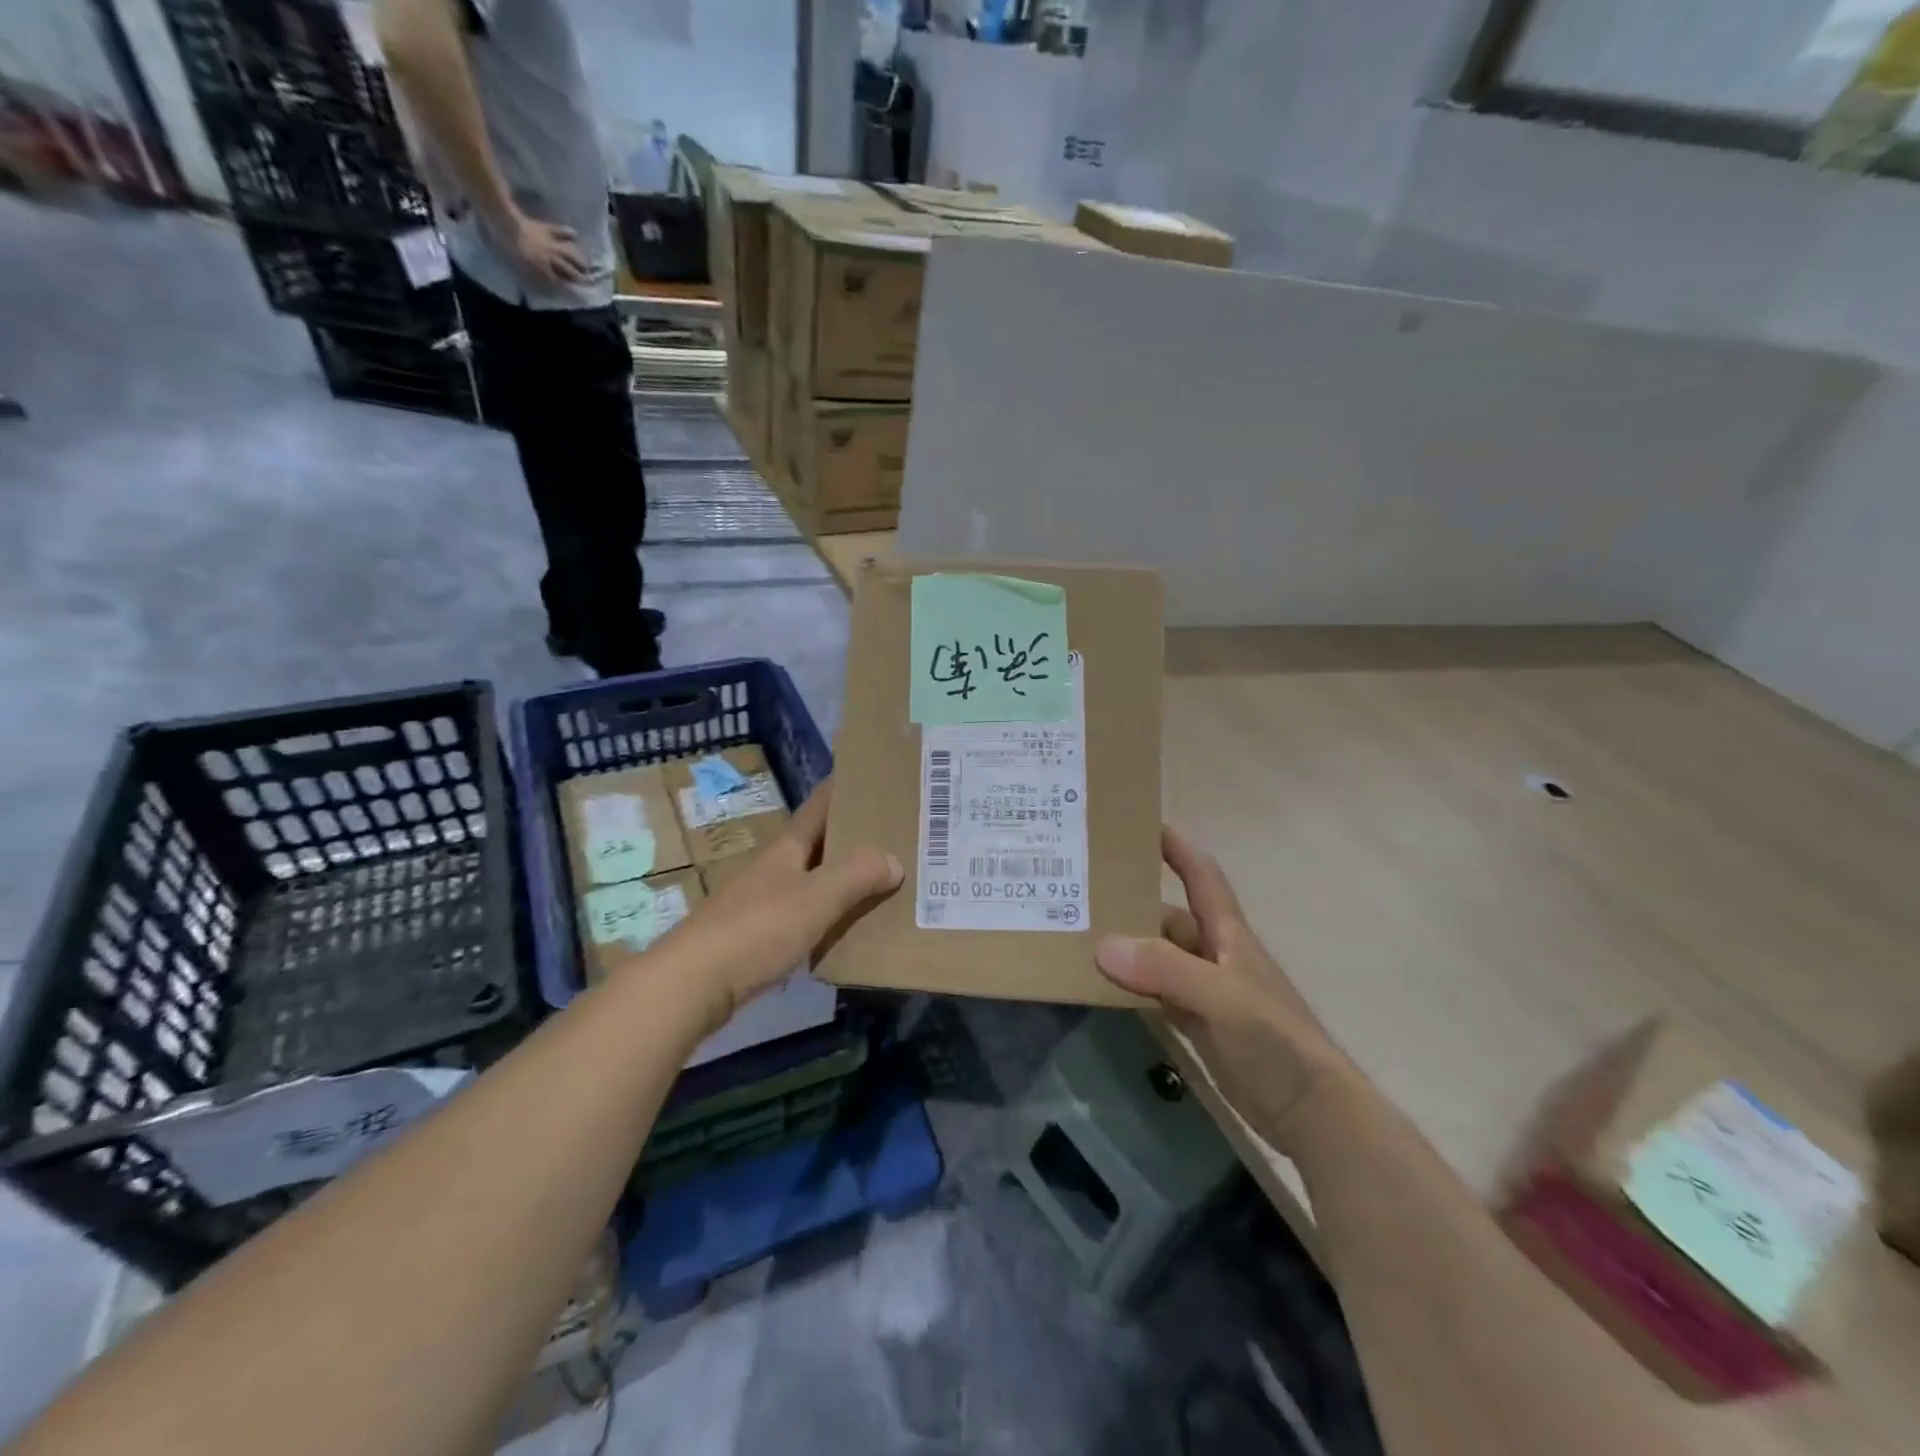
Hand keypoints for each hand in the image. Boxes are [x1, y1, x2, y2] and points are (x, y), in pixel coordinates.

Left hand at [505, 211, 589, 287]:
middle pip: (572, 270)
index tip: (578, 296)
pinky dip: (570, 234)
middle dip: (581, 277)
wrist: (505, 222)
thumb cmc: (508, 248)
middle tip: (589, 282)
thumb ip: (538, 282)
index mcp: (546, 269)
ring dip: (580, 260)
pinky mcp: (547, 229)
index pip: (562, 283)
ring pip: (572, 254)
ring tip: (587, 265)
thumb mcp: (522, 270)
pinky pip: (562, 232)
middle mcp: (554, 258)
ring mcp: (552, 243)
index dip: (570, 290)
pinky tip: (576, 236)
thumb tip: (552, 291)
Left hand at [661, 781, 901, 1036]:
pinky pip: (804, 917)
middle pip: (818, 845)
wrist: (693, 984)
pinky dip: (828, 916)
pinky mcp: (757, 939)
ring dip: (843, 880)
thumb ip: (857, 874)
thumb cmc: (757, 929)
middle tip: (897, 835)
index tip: (872, 775)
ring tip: (884, 882)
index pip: (819, 807)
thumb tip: (893, 860)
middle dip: (852, 837)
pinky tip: (847, 928)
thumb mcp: (815, 897)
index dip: (843, 789)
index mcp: (786, 849)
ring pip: (812, 882)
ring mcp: (762, 904)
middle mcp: (773, 869)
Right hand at [1095, 827, 1354, 1151]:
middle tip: (1083, 892)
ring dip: (1127, 949)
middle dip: (1132, 903)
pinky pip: (1156, 995)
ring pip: (1158, 958)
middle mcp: (1215, 956)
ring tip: (1079, 937)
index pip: (1202, 877)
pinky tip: (1102, 987)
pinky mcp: (1199, 1027)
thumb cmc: (1275, 1041)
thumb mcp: (1222, 997)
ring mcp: (1206, 993)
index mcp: (1228, 935)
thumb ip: (1165, 969)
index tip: (1140, 823)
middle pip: (1169, 918)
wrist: (1312, 1115)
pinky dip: (1132, 988)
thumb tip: (1103, 945)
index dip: (1177, 847)